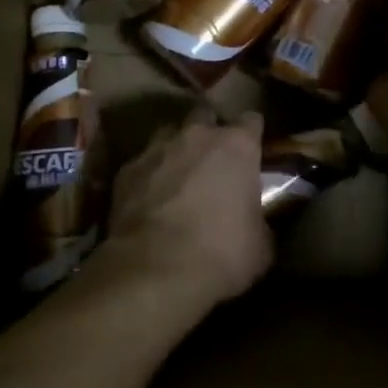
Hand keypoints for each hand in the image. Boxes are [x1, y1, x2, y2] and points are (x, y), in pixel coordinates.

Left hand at [99, 108, 274, 310]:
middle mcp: (197, 135)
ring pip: (169, 134)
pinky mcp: (126, 170)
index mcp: (237, 145)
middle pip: (206, 116)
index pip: (251, 120)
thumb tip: (257, 223)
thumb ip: (260, 220)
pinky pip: (142, 163)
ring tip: (179, 177)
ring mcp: (157, 149)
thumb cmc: (221, 253)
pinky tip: (149, 199)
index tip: (253, 152)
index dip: (252, 135)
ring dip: (176, 150)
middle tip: (213, 162)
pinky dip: (148, 175)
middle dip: (210, 132)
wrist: (155, 271)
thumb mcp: (261, 244)